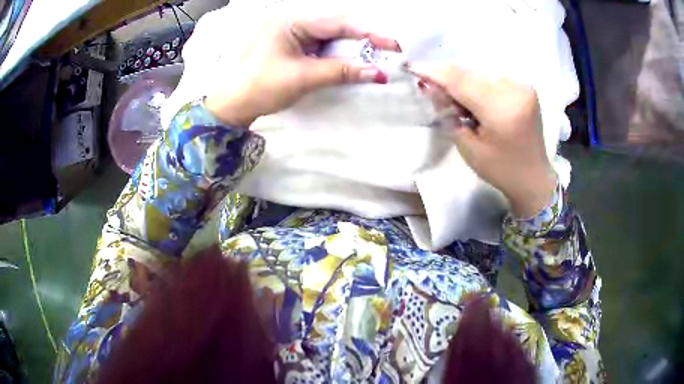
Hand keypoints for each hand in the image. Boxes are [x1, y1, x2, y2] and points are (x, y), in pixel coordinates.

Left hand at [205, 16, 399, 125]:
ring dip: (353, 46)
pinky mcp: (294, 43)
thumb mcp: (303, 77)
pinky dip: (339, 52)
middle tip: (389, 50)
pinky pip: (323, 44)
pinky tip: (354, 58)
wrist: (235, 103)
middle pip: (336, 25)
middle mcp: (293, 20)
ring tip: (376, 56)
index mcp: (290, 20)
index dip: (368, 32)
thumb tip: (377, 73)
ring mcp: (293, 31)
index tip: (393, 44)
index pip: (337, 22)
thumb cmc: (262, 87)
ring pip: (332, 34)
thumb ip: (341, 71)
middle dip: (363, 38)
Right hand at [408, 63, 556, 217]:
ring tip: (455, 99)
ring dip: (461, 80)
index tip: (411, 66)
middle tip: (429, 86)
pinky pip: (492, 77)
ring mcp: (522, 86)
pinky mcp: (525, 87)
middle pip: (470, 73)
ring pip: (479, 72)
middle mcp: (515, 90)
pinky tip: (473, 97)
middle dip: (446, 76)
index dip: (434, 72)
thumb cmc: (501, 170)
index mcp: (502, 110)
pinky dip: (477, 82)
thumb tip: (430, 87)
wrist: (534, 177)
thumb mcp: (469, 148)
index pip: (461, 81)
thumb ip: (449, 114)